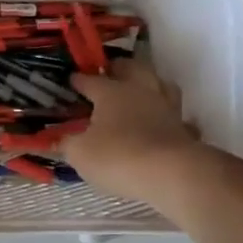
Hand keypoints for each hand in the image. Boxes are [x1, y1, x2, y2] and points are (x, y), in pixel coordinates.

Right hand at [60, 58, 214, 208]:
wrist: (172, 174)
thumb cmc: (118, 156)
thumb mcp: (80, 153)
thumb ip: (67, 143)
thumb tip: (57, 139)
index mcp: (111, 92)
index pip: (90, 79)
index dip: (78, 80)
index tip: (71, 80)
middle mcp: (141, 91)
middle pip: (132, 68)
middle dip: (119, 68)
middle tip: (109, 73)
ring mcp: (167, 108)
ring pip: (161, 85)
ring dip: (150, 85)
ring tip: (140, 92)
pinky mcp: (185, 129)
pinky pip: (178, 117)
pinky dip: (170, 118)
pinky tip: (164, 125)